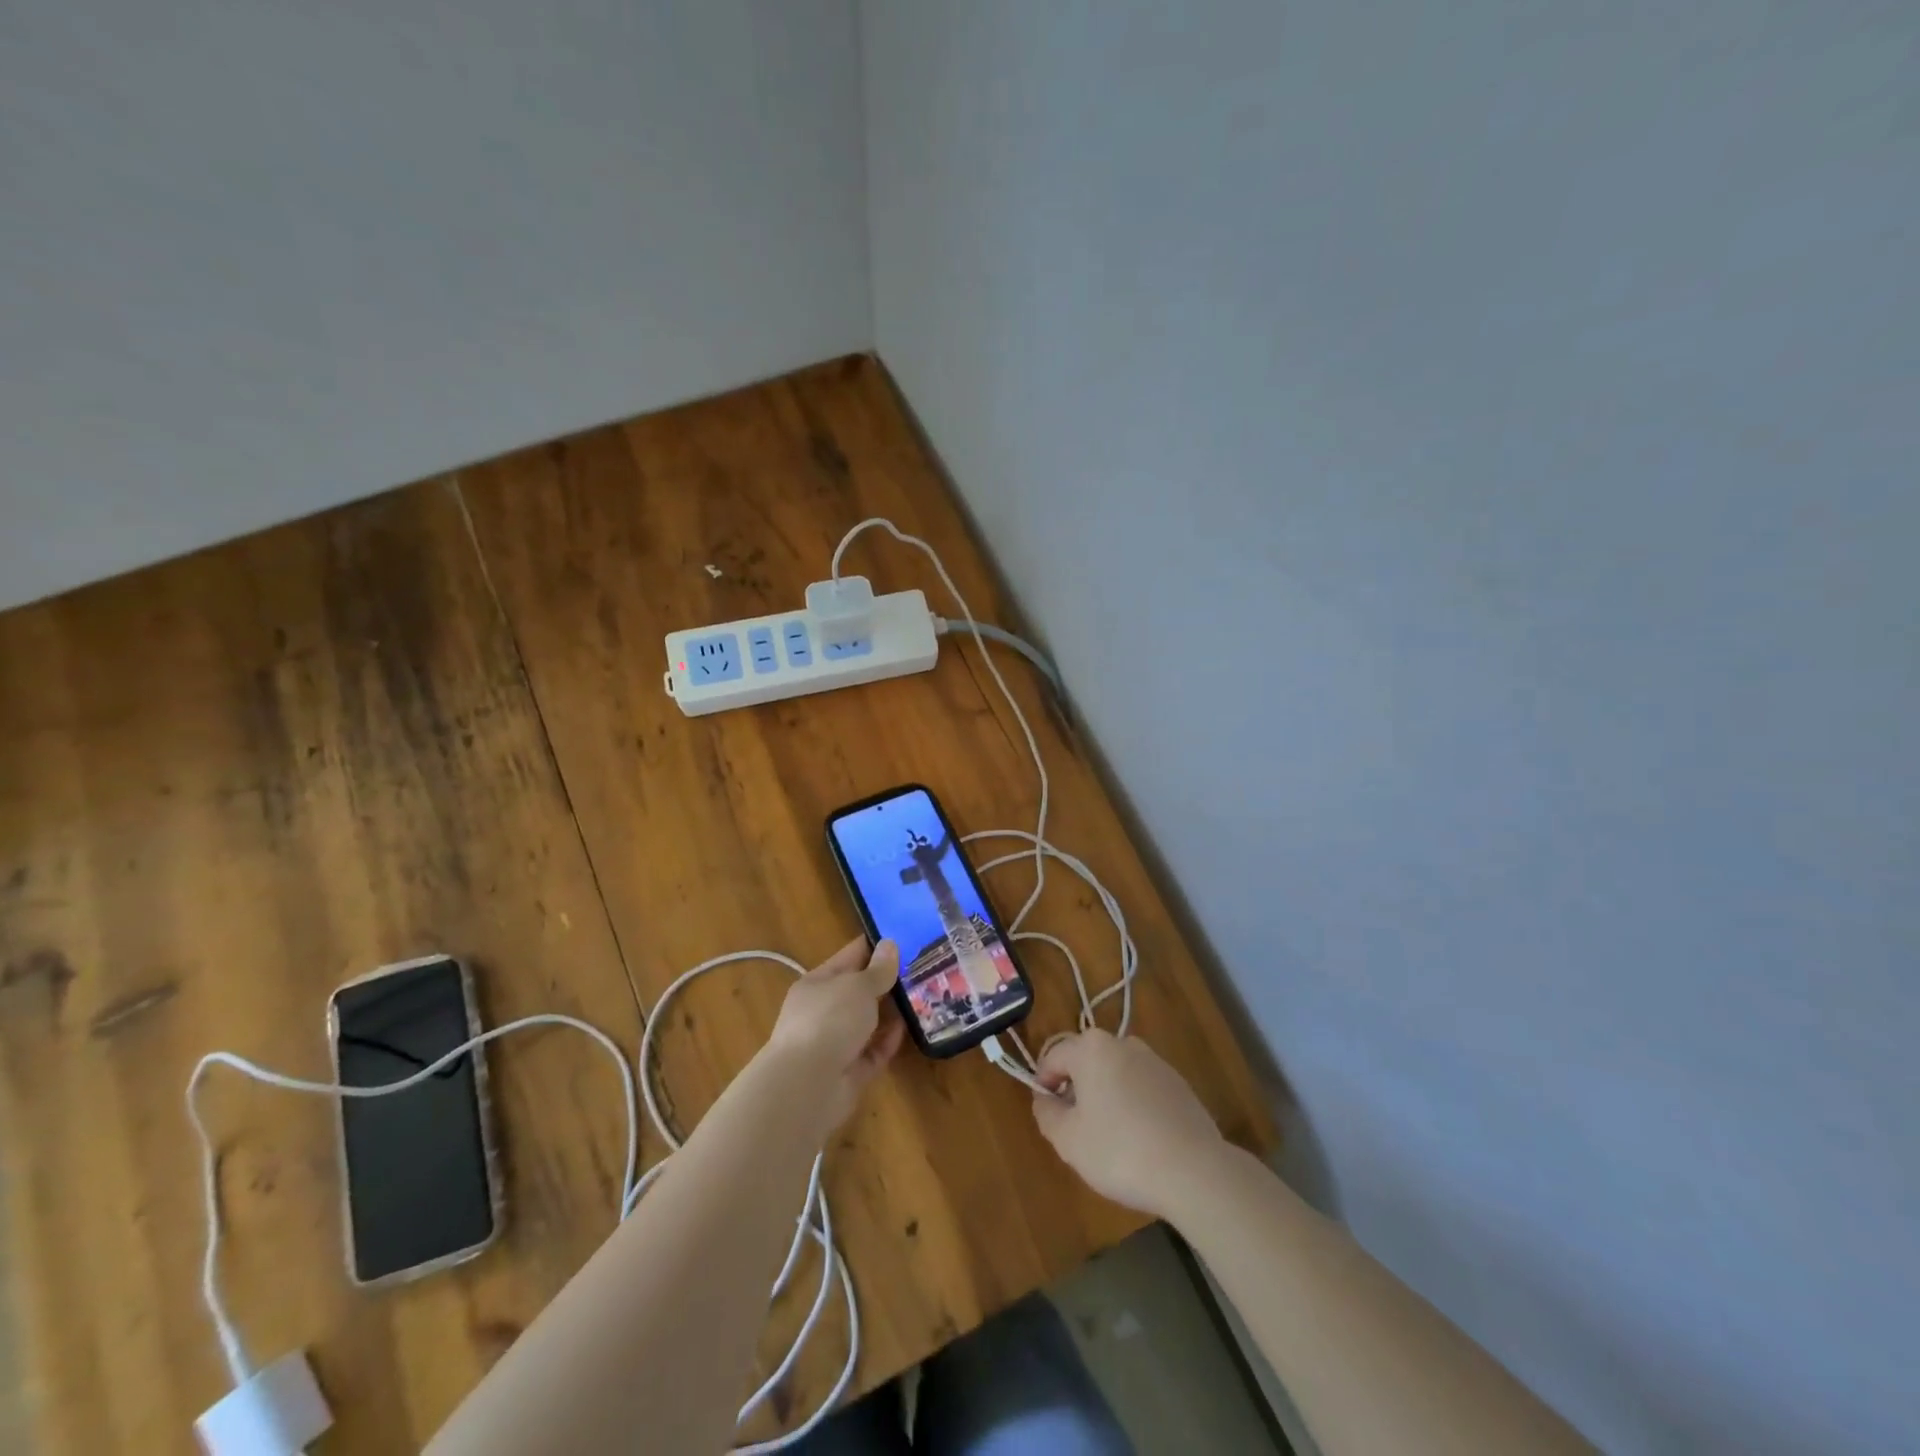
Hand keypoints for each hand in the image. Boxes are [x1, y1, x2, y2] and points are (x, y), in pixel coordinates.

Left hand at [765, 937, 906, 1130]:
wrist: (807, 1087)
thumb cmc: (829, 1021)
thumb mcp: (858, 986)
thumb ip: (878, 969)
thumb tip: (890, 945)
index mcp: (819, 983)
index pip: (851, 956)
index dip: (876, 946)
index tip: (907, 937)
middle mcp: (824, 1010)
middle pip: (860, 990)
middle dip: (889, 980)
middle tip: (924, 968)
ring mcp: (835, 1042)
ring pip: (869, 1022)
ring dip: (893, 1012)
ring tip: (925, 996)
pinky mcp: (849, 1071)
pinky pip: (874, 1051)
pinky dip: (890, 1041)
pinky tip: (910, 1029)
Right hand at [1032, 1029, 1227, 1219]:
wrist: (1194, 1171)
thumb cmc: (1120, 1151)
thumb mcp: (1068, 1140)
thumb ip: (1046, 1114)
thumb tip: (1045, 1099)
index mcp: (1092, 1048)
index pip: (1053, 1057)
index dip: (1043, 1084)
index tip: (1047, 1115)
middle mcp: (1123, 1043)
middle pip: (1086, 1061)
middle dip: (1076, 1089)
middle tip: (1076, 1129)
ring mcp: (1155, 1061)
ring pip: (1115, 1073)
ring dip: (1105, 1096)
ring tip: (1109, 1138)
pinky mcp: (1178, 1083)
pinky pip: (1141, 1087)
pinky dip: (1133, 1105)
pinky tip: (1140, 1140)